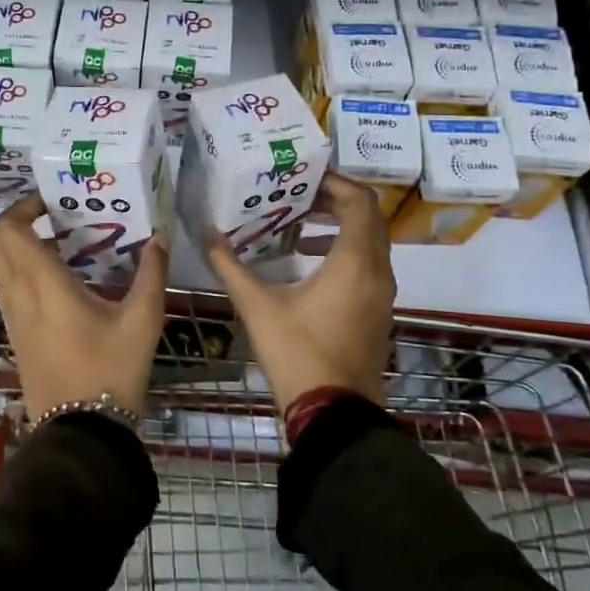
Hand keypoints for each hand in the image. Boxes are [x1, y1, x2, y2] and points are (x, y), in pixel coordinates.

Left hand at [0, 193, 168, 419]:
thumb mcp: (143, 319)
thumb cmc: (111, 370)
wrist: (82, 432)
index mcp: (42, 283)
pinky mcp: (14, 334)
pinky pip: (5, 288)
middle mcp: (17, 294)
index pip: (9, 229)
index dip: (22, 206)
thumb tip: (160, 236)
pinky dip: (19, 270)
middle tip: (53, 216)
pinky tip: (56, 279)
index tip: (52, 201)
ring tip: (58, 243)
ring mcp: (10, 316)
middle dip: (17, 221)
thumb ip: (152, 272)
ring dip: (17, 246)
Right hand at [205, 172, 395, 413]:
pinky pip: (369, 264)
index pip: (359, 202)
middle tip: (298, 194)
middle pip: (369, 217)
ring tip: (299, 223)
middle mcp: (377, 271)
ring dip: (341, 225)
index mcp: (354, 262)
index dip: (334, 182)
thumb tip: (207, 234)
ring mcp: (382, 294)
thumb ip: (230, 266)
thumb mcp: (257, 306)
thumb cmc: (297, 353)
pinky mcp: (378, 311)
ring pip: (371, 242)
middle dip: (336, 200)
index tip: (302, 176)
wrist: (333, 413)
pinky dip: (346, 250)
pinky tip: (308, 262)